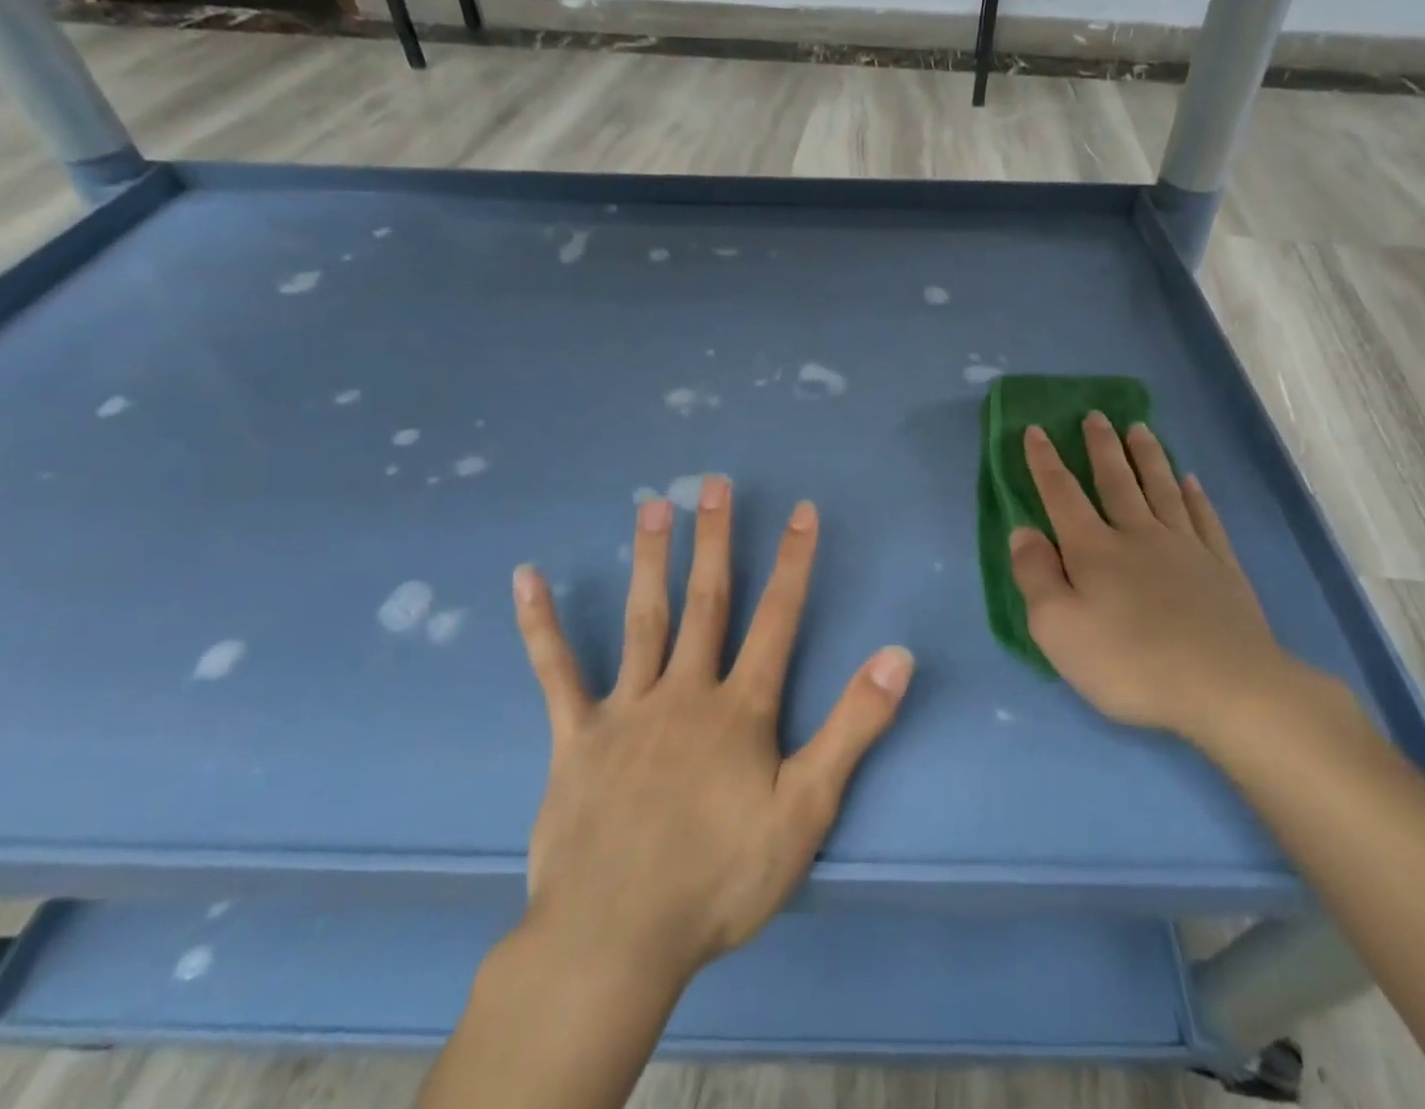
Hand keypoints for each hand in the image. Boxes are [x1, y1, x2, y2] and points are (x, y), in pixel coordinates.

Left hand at [511, 477, 914, 985]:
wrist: (616, 940)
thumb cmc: (720, 878)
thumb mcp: (807, 810)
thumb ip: (853, 727)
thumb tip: (897, 656)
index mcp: (740, 707)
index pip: (777, 617)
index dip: (794, 561)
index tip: (801, 510)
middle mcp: (685, 691)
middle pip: (706, 600)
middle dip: (716, 539)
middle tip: (714, 482)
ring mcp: (626, 709)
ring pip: (643, 618)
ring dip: (651, 558)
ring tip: (654, 504)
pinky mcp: (576, 737)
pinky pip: (556, 672)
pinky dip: (541, 625)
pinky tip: (526, 579)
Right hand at [1009, 415, 1299, 743]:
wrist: (1226, 688)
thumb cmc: (1129, 662)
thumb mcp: (1057, 628)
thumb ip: (1035, 576)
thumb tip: (1024, 531)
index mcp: (1093, 549)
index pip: (1061, 494)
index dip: (1045, 461)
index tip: (1036, 429)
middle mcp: (1137, 535)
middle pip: (1116, 480)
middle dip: (1102, 446)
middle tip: (1096, 415)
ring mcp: (1184, 548)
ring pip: (1161, 488)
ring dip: (1148, 456)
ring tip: (1140, 428)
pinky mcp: (1220, 567)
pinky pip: (1203, 518)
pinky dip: (1194, 495)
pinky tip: (1191, 481)